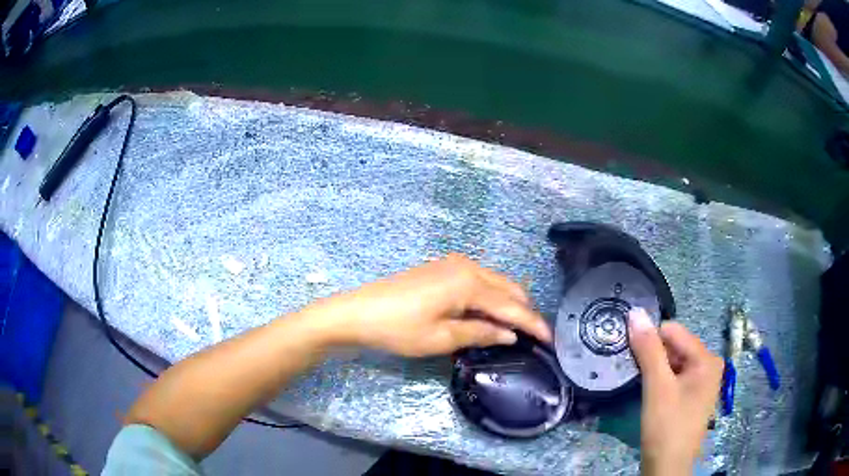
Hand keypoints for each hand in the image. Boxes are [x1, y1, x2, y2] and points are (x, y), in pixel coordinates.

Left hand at [311, 254, 551, 356]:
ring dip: (507, 304)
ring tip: (513, 329)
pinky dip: (490, 298)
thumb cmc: (399, 328)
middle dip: (523, 311)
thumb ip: (480, 332)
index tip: (551, 339)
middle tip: (532, 337)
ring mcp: (453, 264)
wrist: (358, 312)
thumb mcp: (441, 338)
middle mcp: (467, 266)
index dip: (533, 323)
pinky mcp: (443, 268)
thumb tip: (510, 334)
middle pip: (508, 288)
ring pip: (495, 283)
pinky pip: (479, 282)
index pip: (512, 306)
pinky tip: (488, 315)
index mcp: (469, 282)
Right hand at [627, 308, 722, 475]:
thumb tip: (635, 312)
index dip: (650, 342)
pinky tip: (653, 397)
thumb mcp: (657, 387)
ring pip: (674, 362)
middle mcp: (710, 365)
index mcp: (707, 359)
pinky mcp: (694, 396)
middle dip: (654, 357)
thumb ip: (648, 350)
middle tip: (636, 376)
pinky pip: (676, 377)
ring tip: (643, 388)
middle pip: (675, 347)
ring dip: (656, 370)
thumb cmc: (666, 426)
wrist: (667, 468)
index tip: (632, 358)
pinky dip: (662, 382)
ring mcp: (703, 382)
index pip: (674, 332)